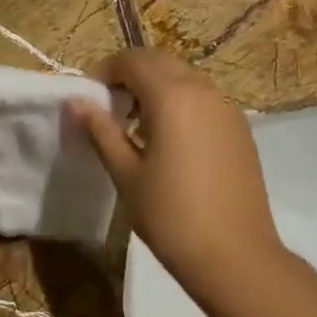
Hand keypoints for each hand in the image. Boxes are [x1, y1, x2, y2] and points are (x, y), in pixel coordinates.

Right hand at [67, 49, 285, 299]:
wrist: (234, 256)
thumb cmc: (171, 216)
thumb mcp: (126, 174)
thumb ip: (101, 131)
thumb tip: (76, 103)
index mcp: (173, 97)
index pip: (133, 61)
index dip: (105, 71)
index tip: (89, 99)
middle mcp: (204, 91)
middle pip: (161, 62)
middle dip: (131, 75)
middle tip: (109, 108)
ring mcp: (228, 109)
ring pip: (185, 78)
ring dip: (156, 88)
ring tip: (135, 127)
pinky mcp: (240, 130)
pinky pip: (203, 100)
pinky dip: (180, 103)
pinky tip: (168, 142)